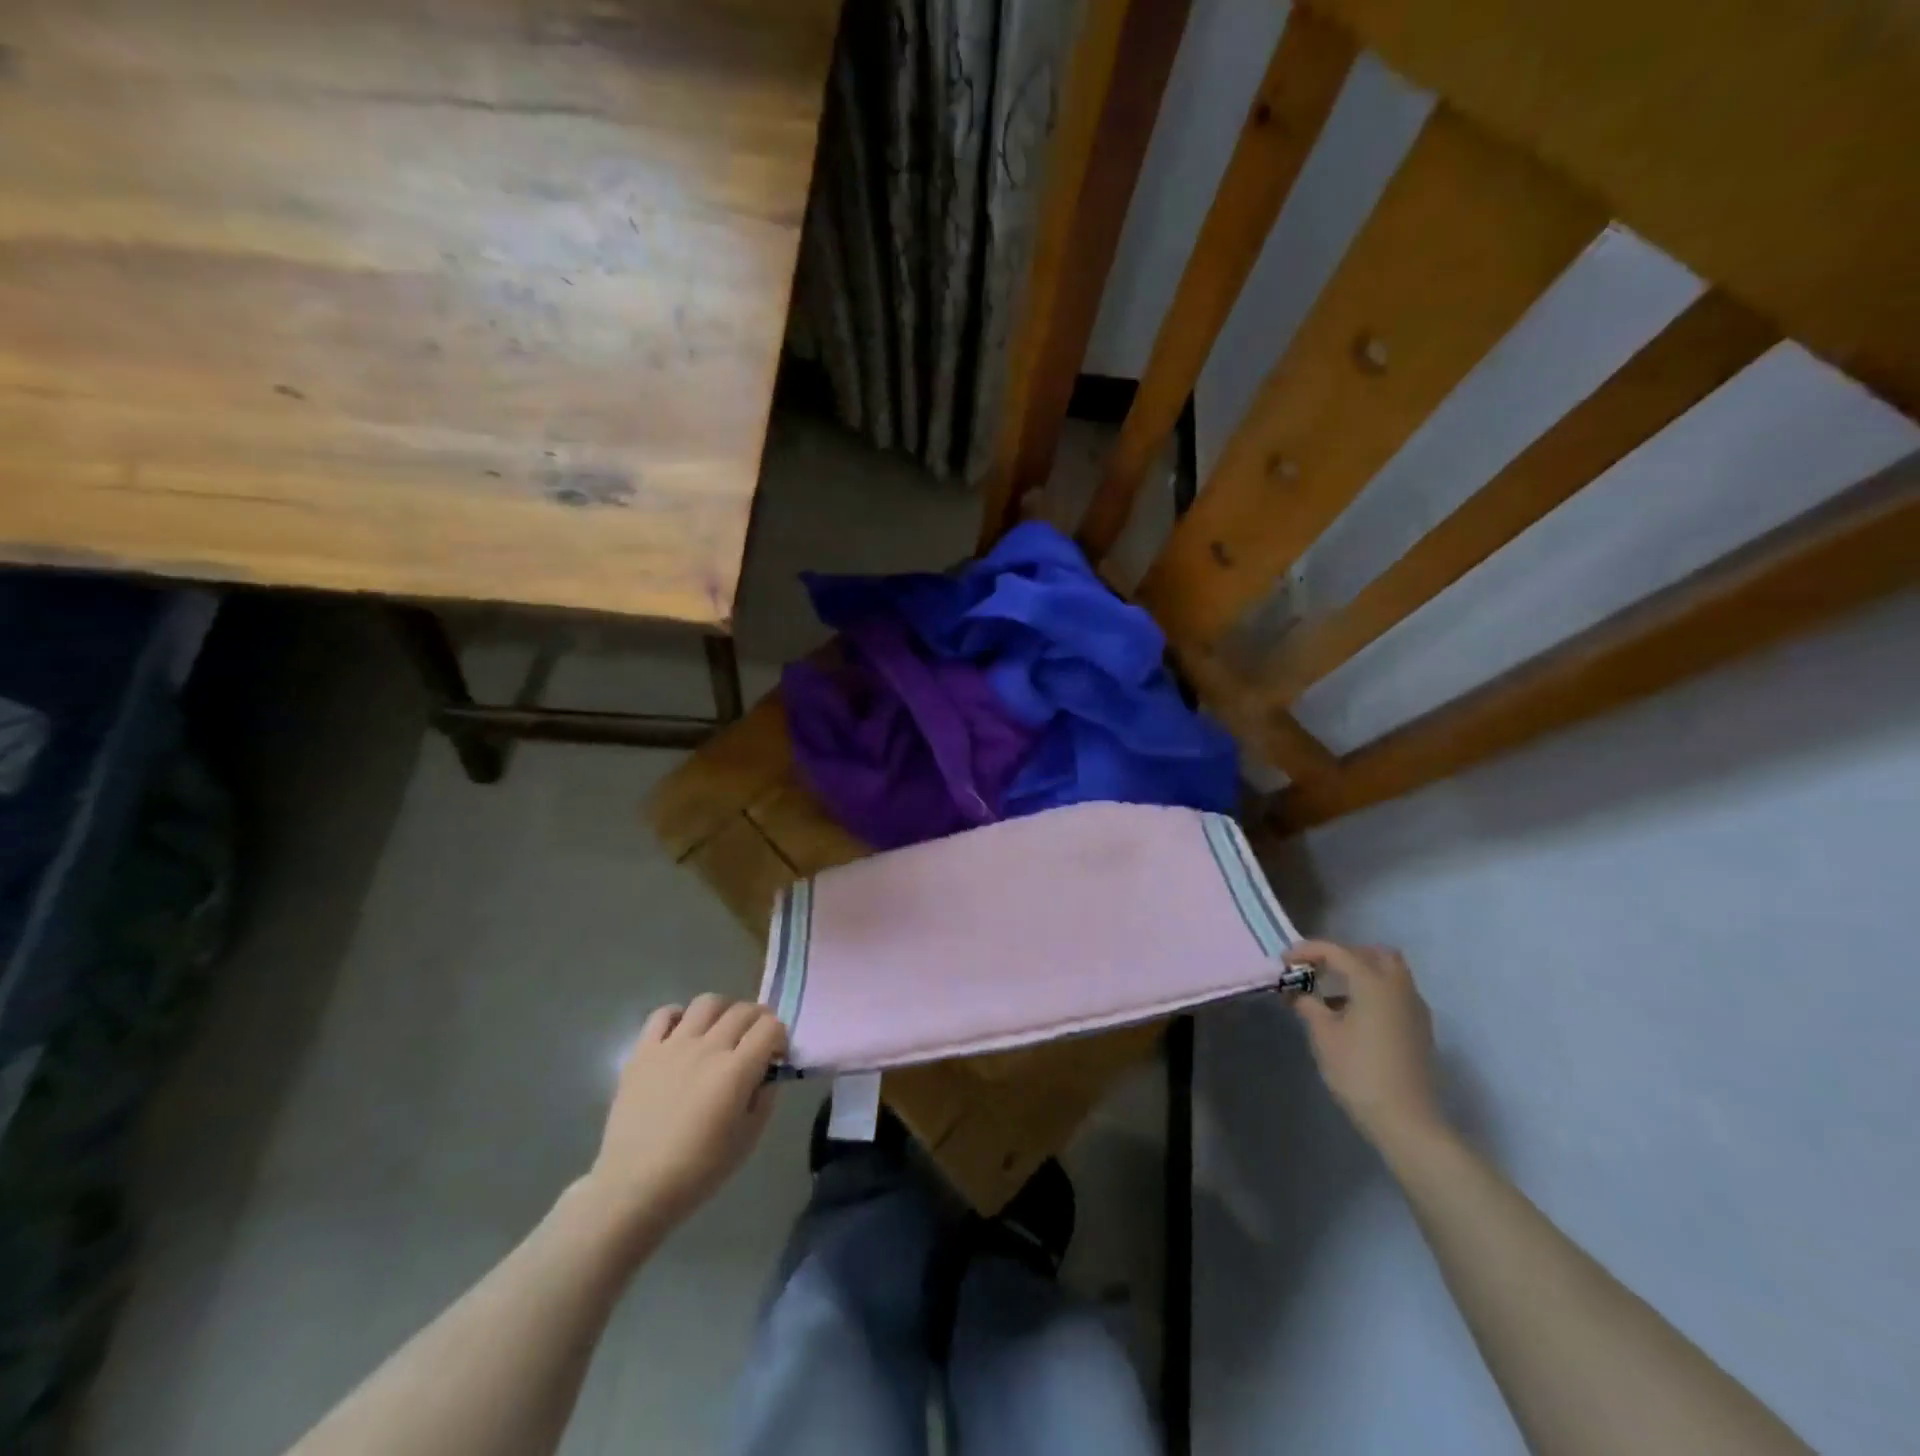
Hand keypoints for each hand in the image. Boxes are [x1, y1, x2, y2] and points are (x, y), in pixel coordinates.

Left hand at [584, 995, 786, 1242]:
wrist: (634, 1188)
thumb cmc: (698, 1171)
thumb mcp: (748, 1139)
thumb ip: (765, 1097)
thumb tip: (767, 1072)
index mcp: (736, 1070)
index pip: (771, 1026)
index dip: (780, 1037)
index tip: (775, 1057)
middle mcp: (707, 1048)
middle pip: (744, 1010)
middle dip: (758, 1020)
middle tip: (755, 1041)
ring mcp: (672, 1046)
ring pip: (707, 1002)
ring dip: (724, 1011)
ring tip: (721, 1030)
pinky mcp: (643, 1052)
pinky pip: (663, 1014)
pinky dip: (679, 1016)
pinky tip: (683, 1034)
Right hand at [1286, 941, 1445, 1150]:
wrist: (1406, 1120)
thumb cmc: (1358, 1071)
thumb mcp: (1323, 1035)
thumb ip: (1307, 1004)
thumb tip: (1297, 992)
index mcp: (1373, 982)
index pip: (1337, 951)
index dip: (1307, 951)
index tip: (1284, 962)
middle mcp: (1398, 987)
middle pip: (1372, 953)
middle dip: (1341, 955)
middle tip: (1316, 970)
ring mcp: (1414, 1008)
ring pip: (1389, 972)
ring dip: (1360, 972)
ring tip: (1332, 993)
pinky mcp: (1420, 1028)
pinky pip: (1395, 993)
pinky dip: (1374, 991)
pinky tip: (1354, 1015)